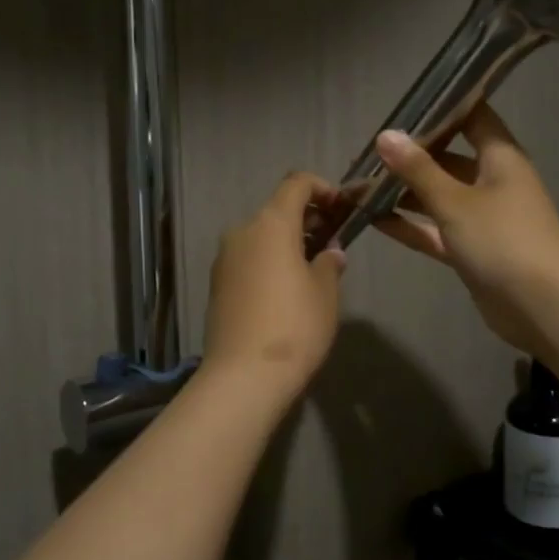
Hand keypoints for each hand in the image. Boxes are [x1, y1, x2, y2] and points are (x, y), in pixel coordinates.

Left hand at [202, 173, 347, 398]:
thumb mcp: (325, 293)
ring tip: (313, 268)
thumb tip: (330, 253)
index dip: (322, 188)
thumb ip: (329, 263)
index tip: (341, 207)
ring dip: (287, 242)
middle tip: (333, 241)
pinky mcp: (217, 284)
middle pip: (277, 211)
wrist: (244, 376)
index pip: (296, 184)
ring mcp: (224, 259)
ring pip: (261, 237)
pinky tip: (286, 290)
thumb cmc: (295, 326)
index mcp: (271, 224)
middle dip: (307, 219)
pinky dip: (269, 261)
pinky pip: (248, 259)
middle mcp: (242, 232)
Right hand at [372, 104, 558, 355]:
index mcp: (500, 158)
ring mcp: (484, 219)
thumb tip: (385, 135)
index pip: (472, 118)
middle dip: (411, 157)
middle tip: (368, 153)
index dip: (442, 108)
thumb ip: (418, 170)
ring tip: (362, 186)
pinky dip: (412, 226)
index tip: (403, 105)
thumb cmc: (503, 239)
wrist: (543, 306)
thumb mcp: (455, 201)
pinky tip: (375, 220)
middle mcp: (493, 182)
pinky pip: (438, 231)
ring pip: (440, 197)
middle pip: (449, 159)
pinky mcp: (474, 251)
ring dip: (406, 193)